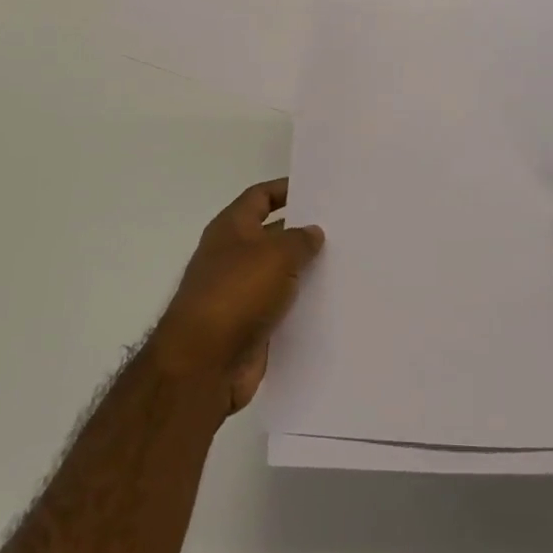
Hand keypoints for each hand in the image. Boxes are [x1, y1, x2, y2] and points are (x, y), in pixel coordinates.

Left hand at [151, 178, 323, 413]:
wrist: (204, 363)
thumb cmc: (236, 293)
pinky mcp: (250, 326)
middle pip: (272, 235)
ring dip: (306, 271)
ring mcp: (240, 293)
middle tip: (344, 229)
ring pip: (280, 274)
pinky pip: (281, 307)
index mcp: (231, 228)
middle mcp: (233, 256)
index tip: (317, 189)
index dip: (285, 190)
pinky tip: (333, 303)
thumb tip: (312, 232)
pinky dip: (302, 304)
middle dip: (303, 232)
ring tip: (347, 264)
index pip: (260, 197)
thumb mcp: (275, 255)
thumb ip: (299, 240)